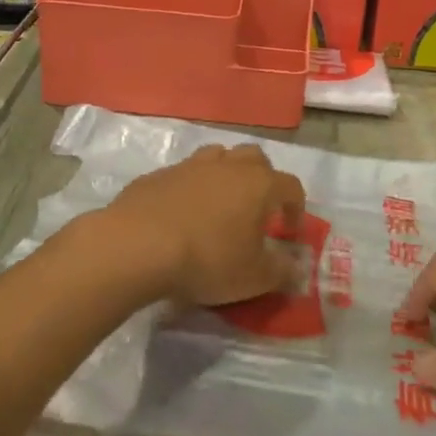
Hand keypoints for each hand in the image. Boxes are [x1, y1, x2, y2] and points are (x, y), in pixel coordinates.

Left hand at [96, 143, 304, 307]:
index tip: (289, 232)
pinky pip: (183, 174)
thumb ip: (281, 271)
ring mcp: (190, 166)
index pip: (291, 186)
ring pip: (217, 157)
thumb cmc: (207, 260)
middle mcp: (228, 166)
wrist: (138, 245)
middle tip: (256, 210)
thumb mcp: (253, 277)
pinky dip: (190, 188)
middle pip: (254, 158)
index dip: (296, 208)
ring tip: (219, 205)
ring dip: (225, 175)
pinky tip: (181, 214)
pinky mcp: (158, 175)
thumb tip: (296, 267)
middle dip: (262, 179)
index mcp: (259, 184)